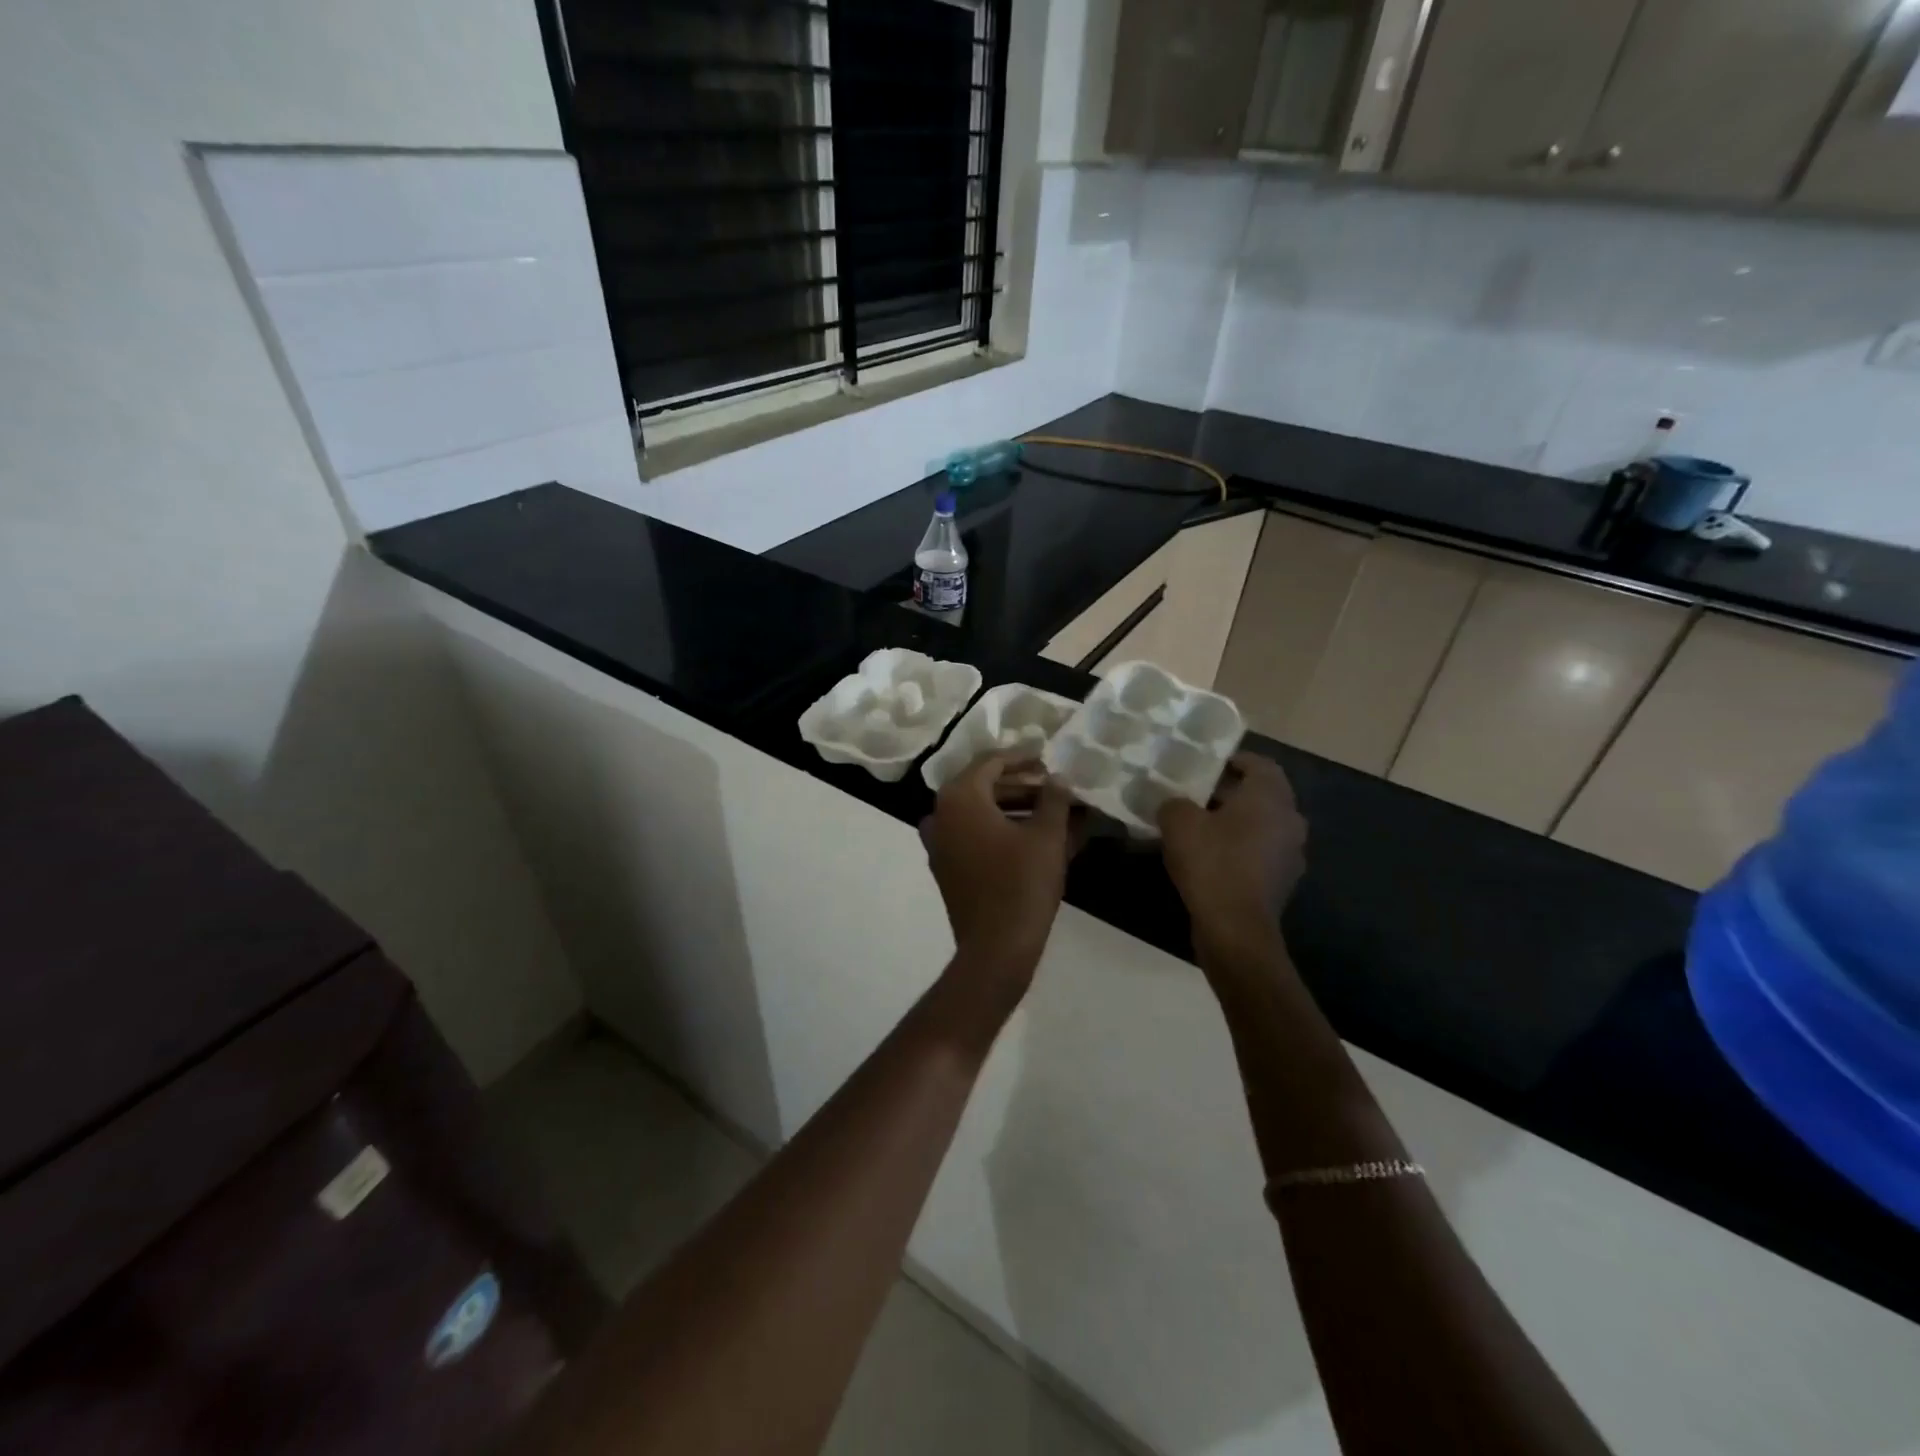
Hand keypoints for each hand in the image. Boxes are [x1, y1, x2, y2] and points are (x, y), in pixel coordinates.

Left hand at [922, 752, 1080, 989]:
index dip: (1022, 757)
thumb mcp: (1047, 835)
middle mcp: (940, 814)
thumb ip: (1054, 799)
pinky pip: (973, 835)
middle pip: (982, 786)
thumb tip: (1058, 778)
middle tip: (1052, 785)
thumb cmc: (1022, 884)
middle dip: (1020, 783)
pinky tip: (1032, 836)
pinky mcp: (946, 867)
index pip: (991, 762)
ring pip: (978, 812)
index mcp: (960, 798)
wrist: (996, 948)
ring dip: (1012, 807)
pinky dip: (999, 829)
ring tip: (1050, 810)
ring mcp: (939, 843)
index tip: (1047, 756)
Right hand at [1158, 753, 1306, 946]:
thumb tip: (1174, 804)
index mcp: (1270, 798)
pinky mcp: (1281, 882)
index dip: (1234, 761)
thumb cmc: (1212, 863)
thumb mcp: (1179, 823)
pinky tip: (1209, 858)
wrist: (1235, 928)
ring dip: (1235, 822)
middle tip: (1196, 794)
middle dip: (1230, 793)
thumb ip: (1174, 803)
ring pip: (1261, 825)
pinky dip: (1238, 849)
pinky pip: (1259, 853)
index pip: (1260, 764)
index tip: (1207, 765)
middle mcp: (1289, 820)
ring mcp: (1290, 854)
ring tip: (1199, 826)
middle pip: (1262, 795)